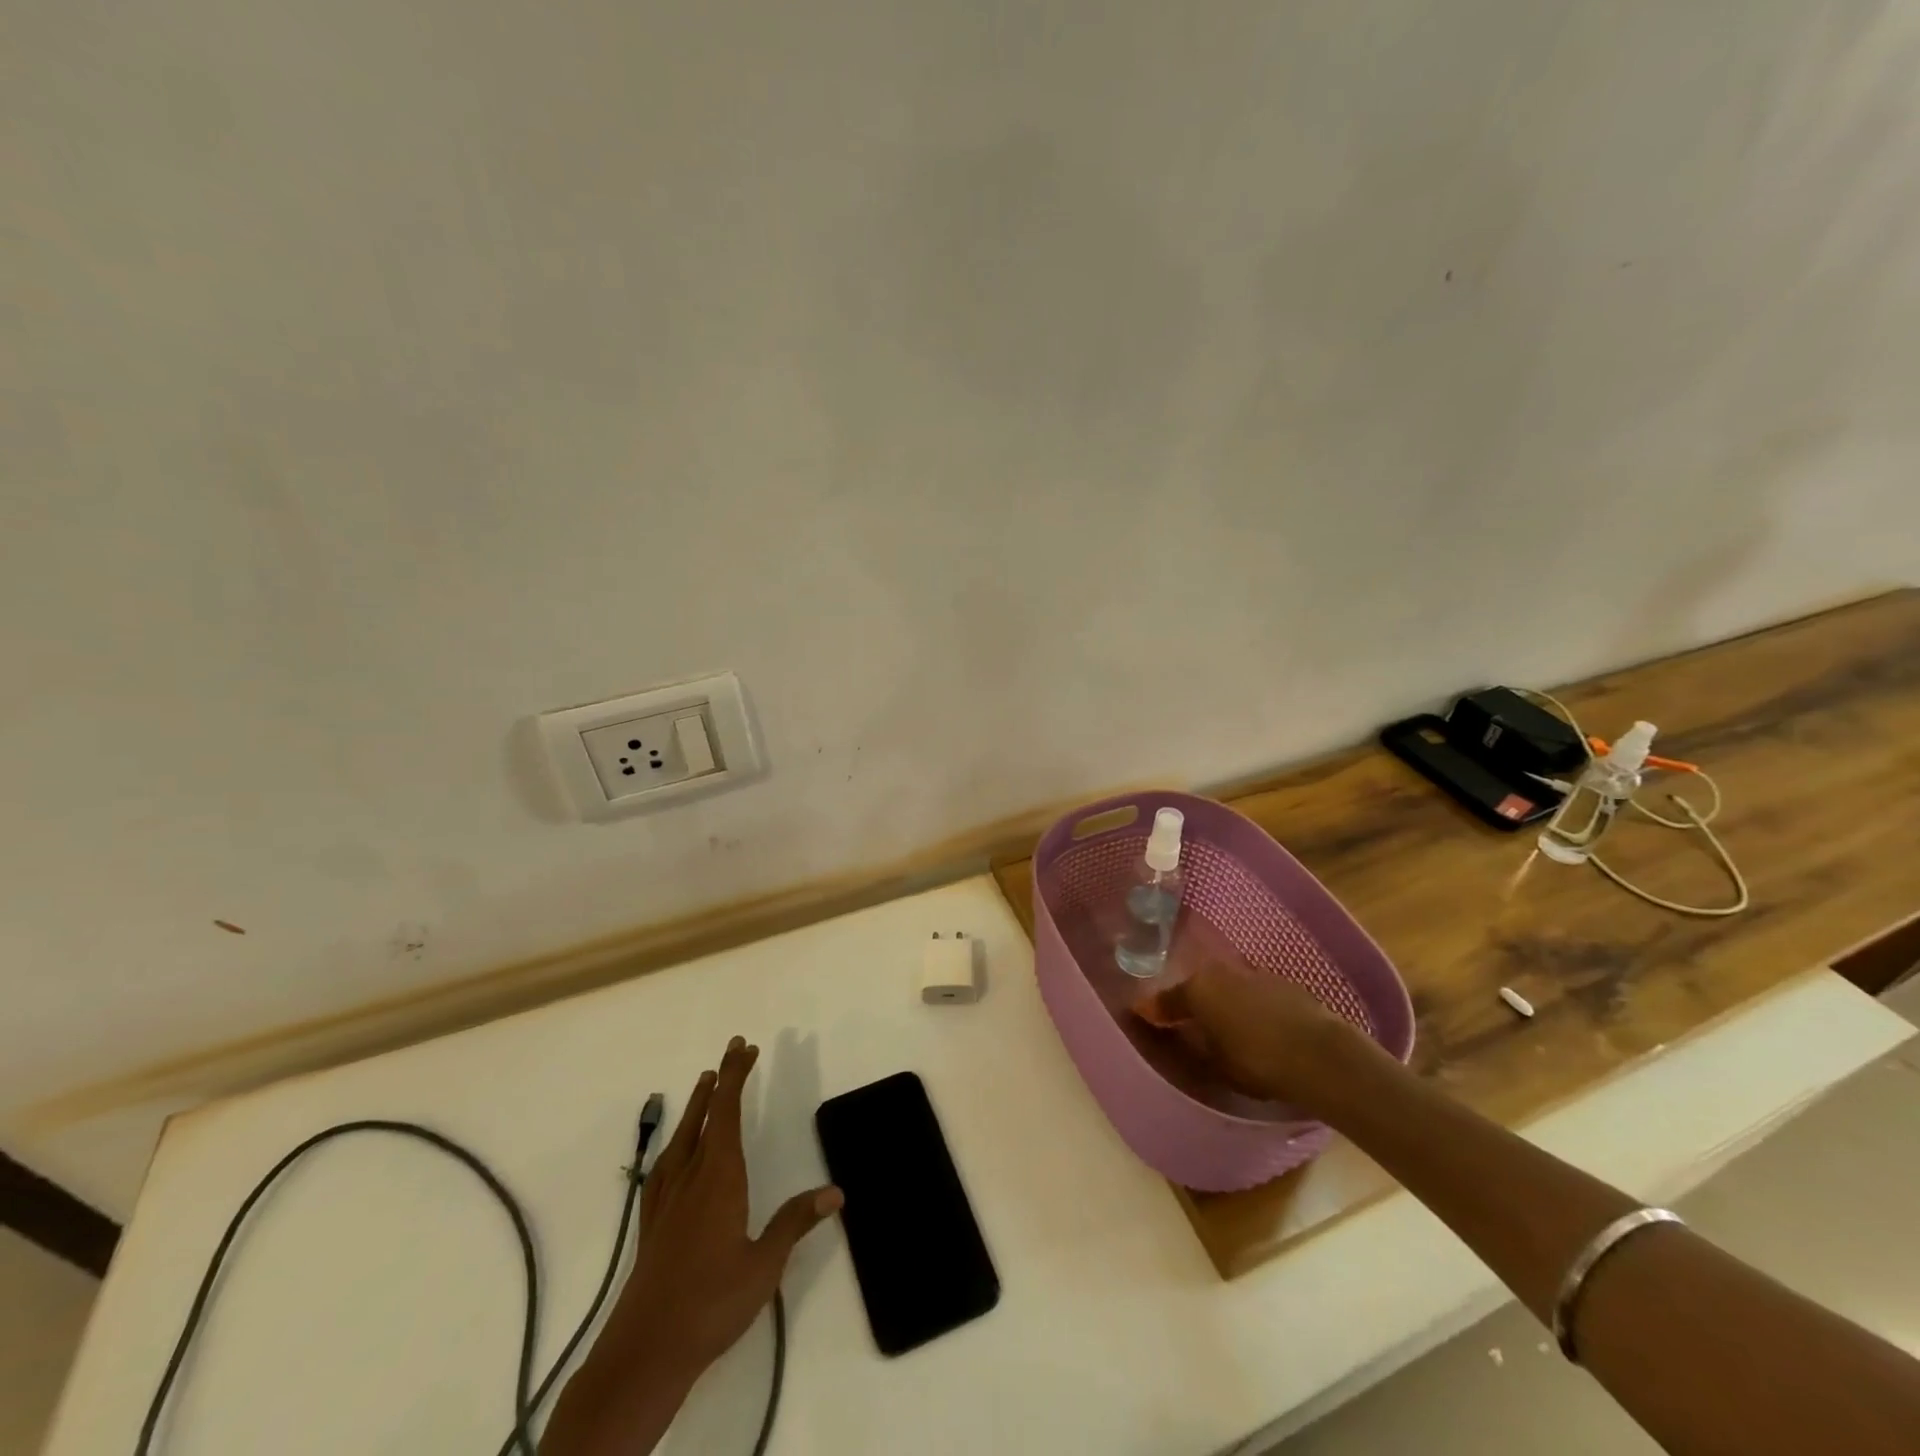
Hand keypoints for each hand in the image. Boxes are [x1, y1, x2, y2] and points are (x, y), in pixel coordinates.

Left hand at [541, 1037, 840, 1455]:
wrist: (644, 1353)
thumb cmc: (710, 1304)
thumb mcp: (764, 1266)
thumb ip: (795, 1223)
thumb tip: (836, 1191)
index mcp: (719, 1178)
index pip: (726, 1113)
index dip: (736, 1077)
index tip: (746, 1047)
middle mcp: (690, 1177)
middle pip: (705, 1115)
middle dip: (721, 1080)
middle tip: (734, 1048)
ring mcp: (666, 1199)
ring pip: (682, 1136)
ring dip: (697, 1105)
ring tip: (706, 1081)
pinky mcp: (652, 1221)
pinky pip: (665, 1164)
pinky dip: (676, 1141)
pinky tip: (676, 1149)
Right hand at [1153, 964, 1376, 1109]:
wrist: (1320, 1056)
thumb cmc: (1255, 1061)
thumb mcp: (1213, 1060)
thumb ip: (1188, 1040)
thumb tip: (1172, 1029)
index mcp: (1197, 987)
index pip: (1165, 999)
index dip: (1155, 1012)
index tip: (1145, 1019)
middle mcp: (1221, 971)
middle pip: (1198, 987)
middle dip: (1192, 1003)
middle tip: (1187, 1023)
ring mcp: (1255, 974)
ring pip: (1228, 988)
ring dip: (1223, 1003)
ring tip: (1225, 1028)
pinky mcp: (1284, 984)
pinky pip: (1254, 995)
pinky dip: (1249, 1007)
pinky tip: (1257, 1028)